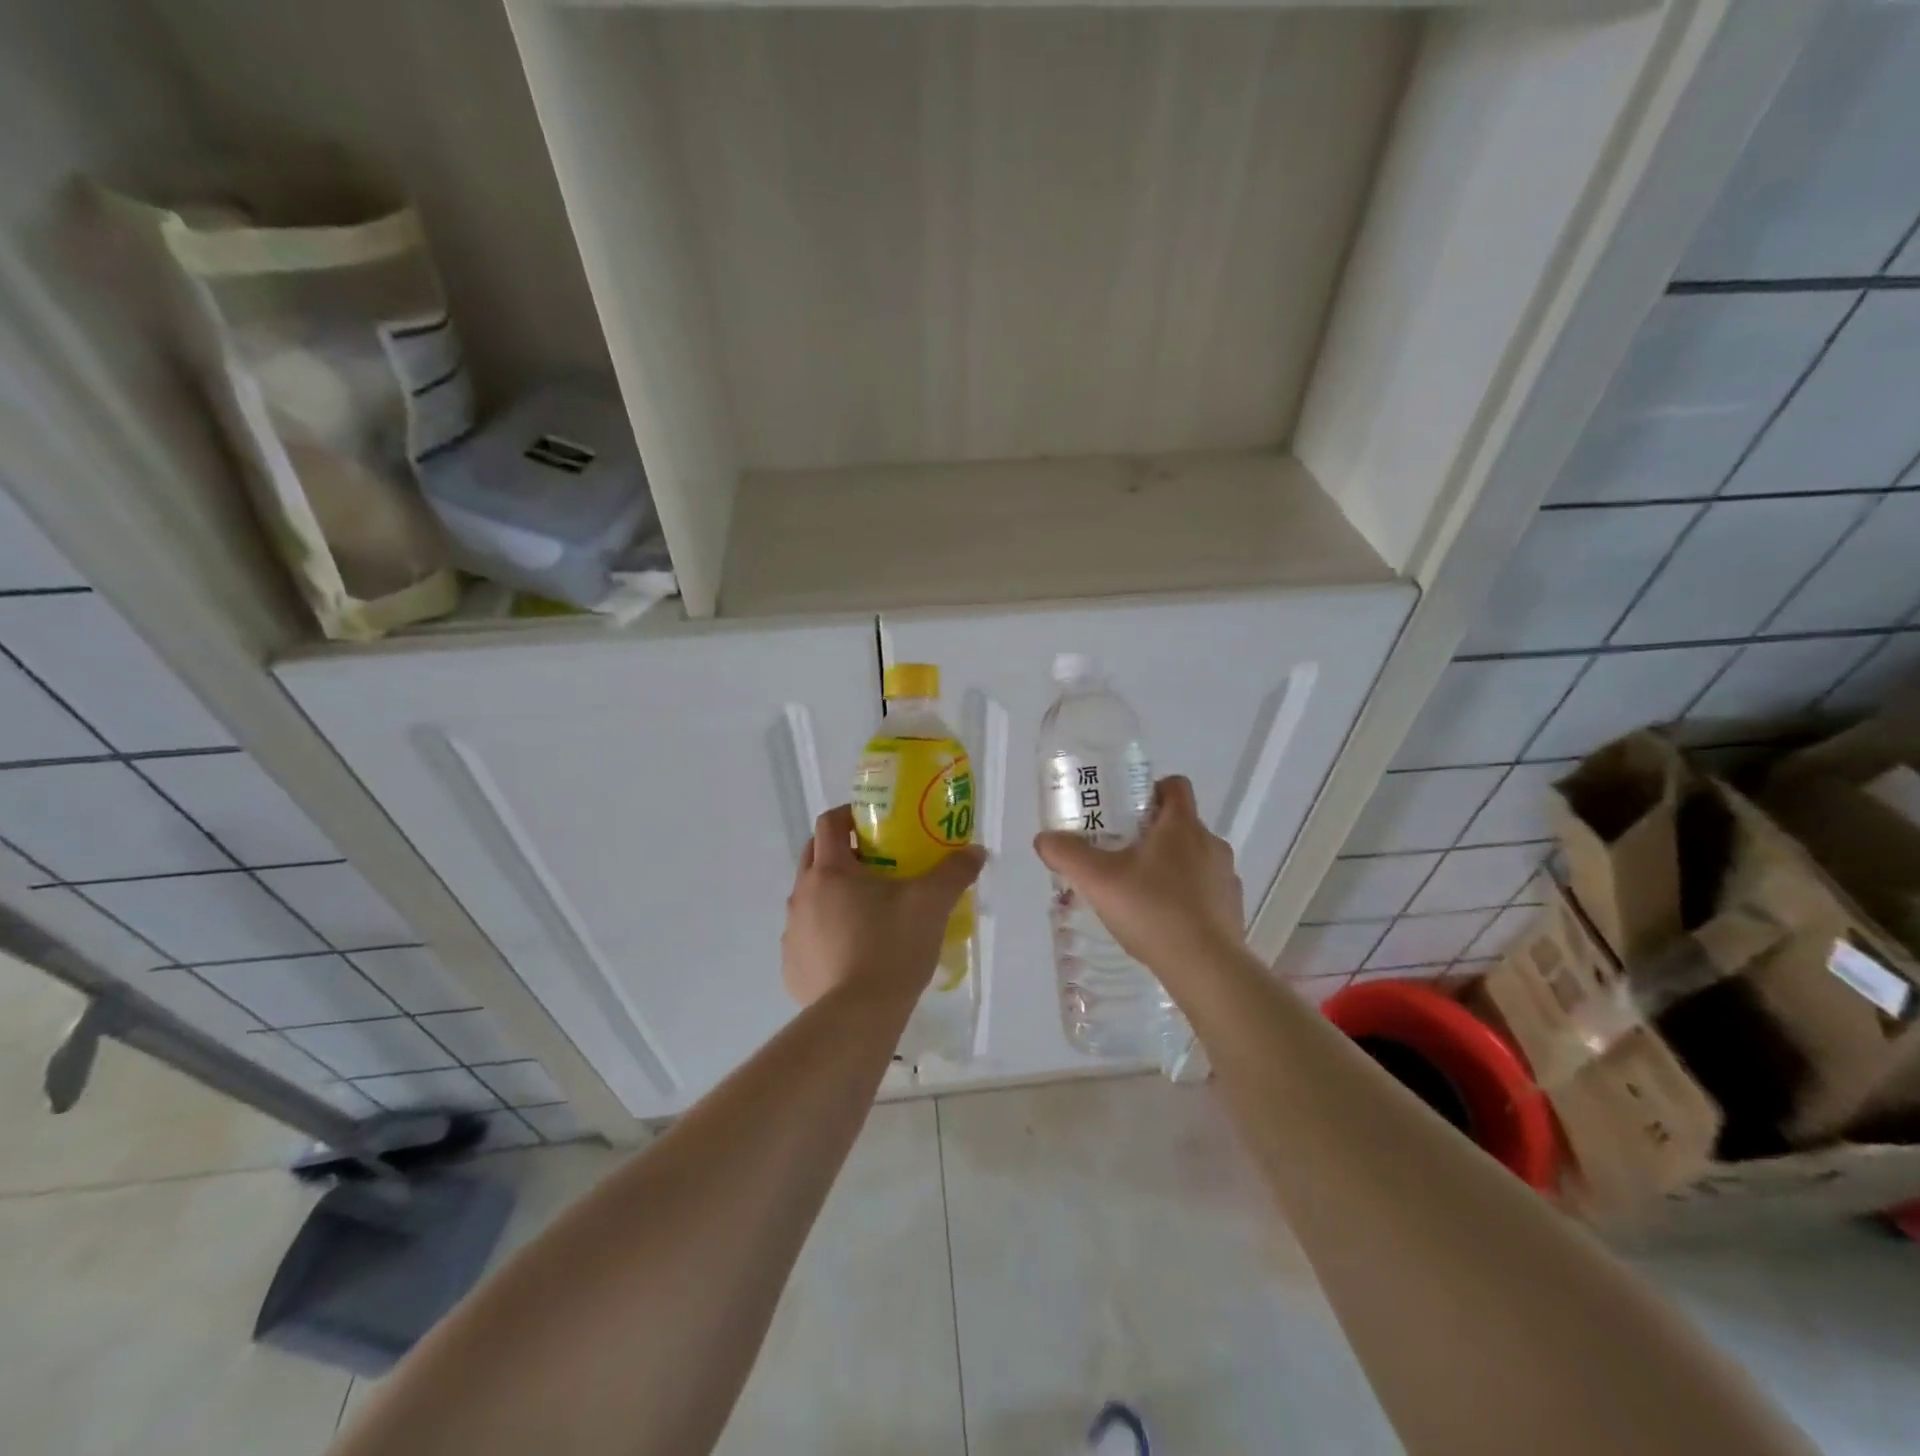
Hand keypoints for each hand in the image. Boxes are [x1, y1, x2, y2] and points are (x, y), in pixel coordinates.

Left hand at [782, 805, 986, 1007]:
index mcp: (830, 871)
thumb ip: (954, 872)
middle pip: (814, 855)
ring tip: (868, 911)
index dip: (849, 814)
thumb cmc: (891, 948)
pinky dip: (825, 932)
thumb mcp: (931, 904)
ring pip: (809, 898)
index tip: (874, 823)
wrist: (857, 1018)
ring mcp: (792, 932)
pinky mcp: (791, 966)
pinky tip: (853, 952)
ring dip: (832, 893)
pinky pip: (807, 936)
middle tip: (875, 862)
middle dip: (840, 851)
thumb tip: (976, 852)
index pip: (829, 823)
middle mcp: (801, 894)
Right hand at [1033, 776, 1244, 983]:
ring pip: (1194, 858)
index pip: (1175, 786)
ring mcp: (1226, 877)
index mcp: (1182, 825)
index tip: (1126, 811)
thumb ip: (1067, 854)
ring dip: (1170, 867)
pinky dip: (1186, 897)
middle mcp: (1210, 843)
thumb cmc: (1153, 910)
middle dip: (1152, 834)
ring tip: (1139, 892)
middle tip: (1119, 854)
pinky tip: (1162, 921)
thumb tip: (1044, 839)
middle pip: (1181, 824)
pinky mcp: (1232, 908)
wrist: (1206, 969)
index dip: (1151, 790)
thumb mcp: (1097, 880)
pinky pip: (1206, 891)